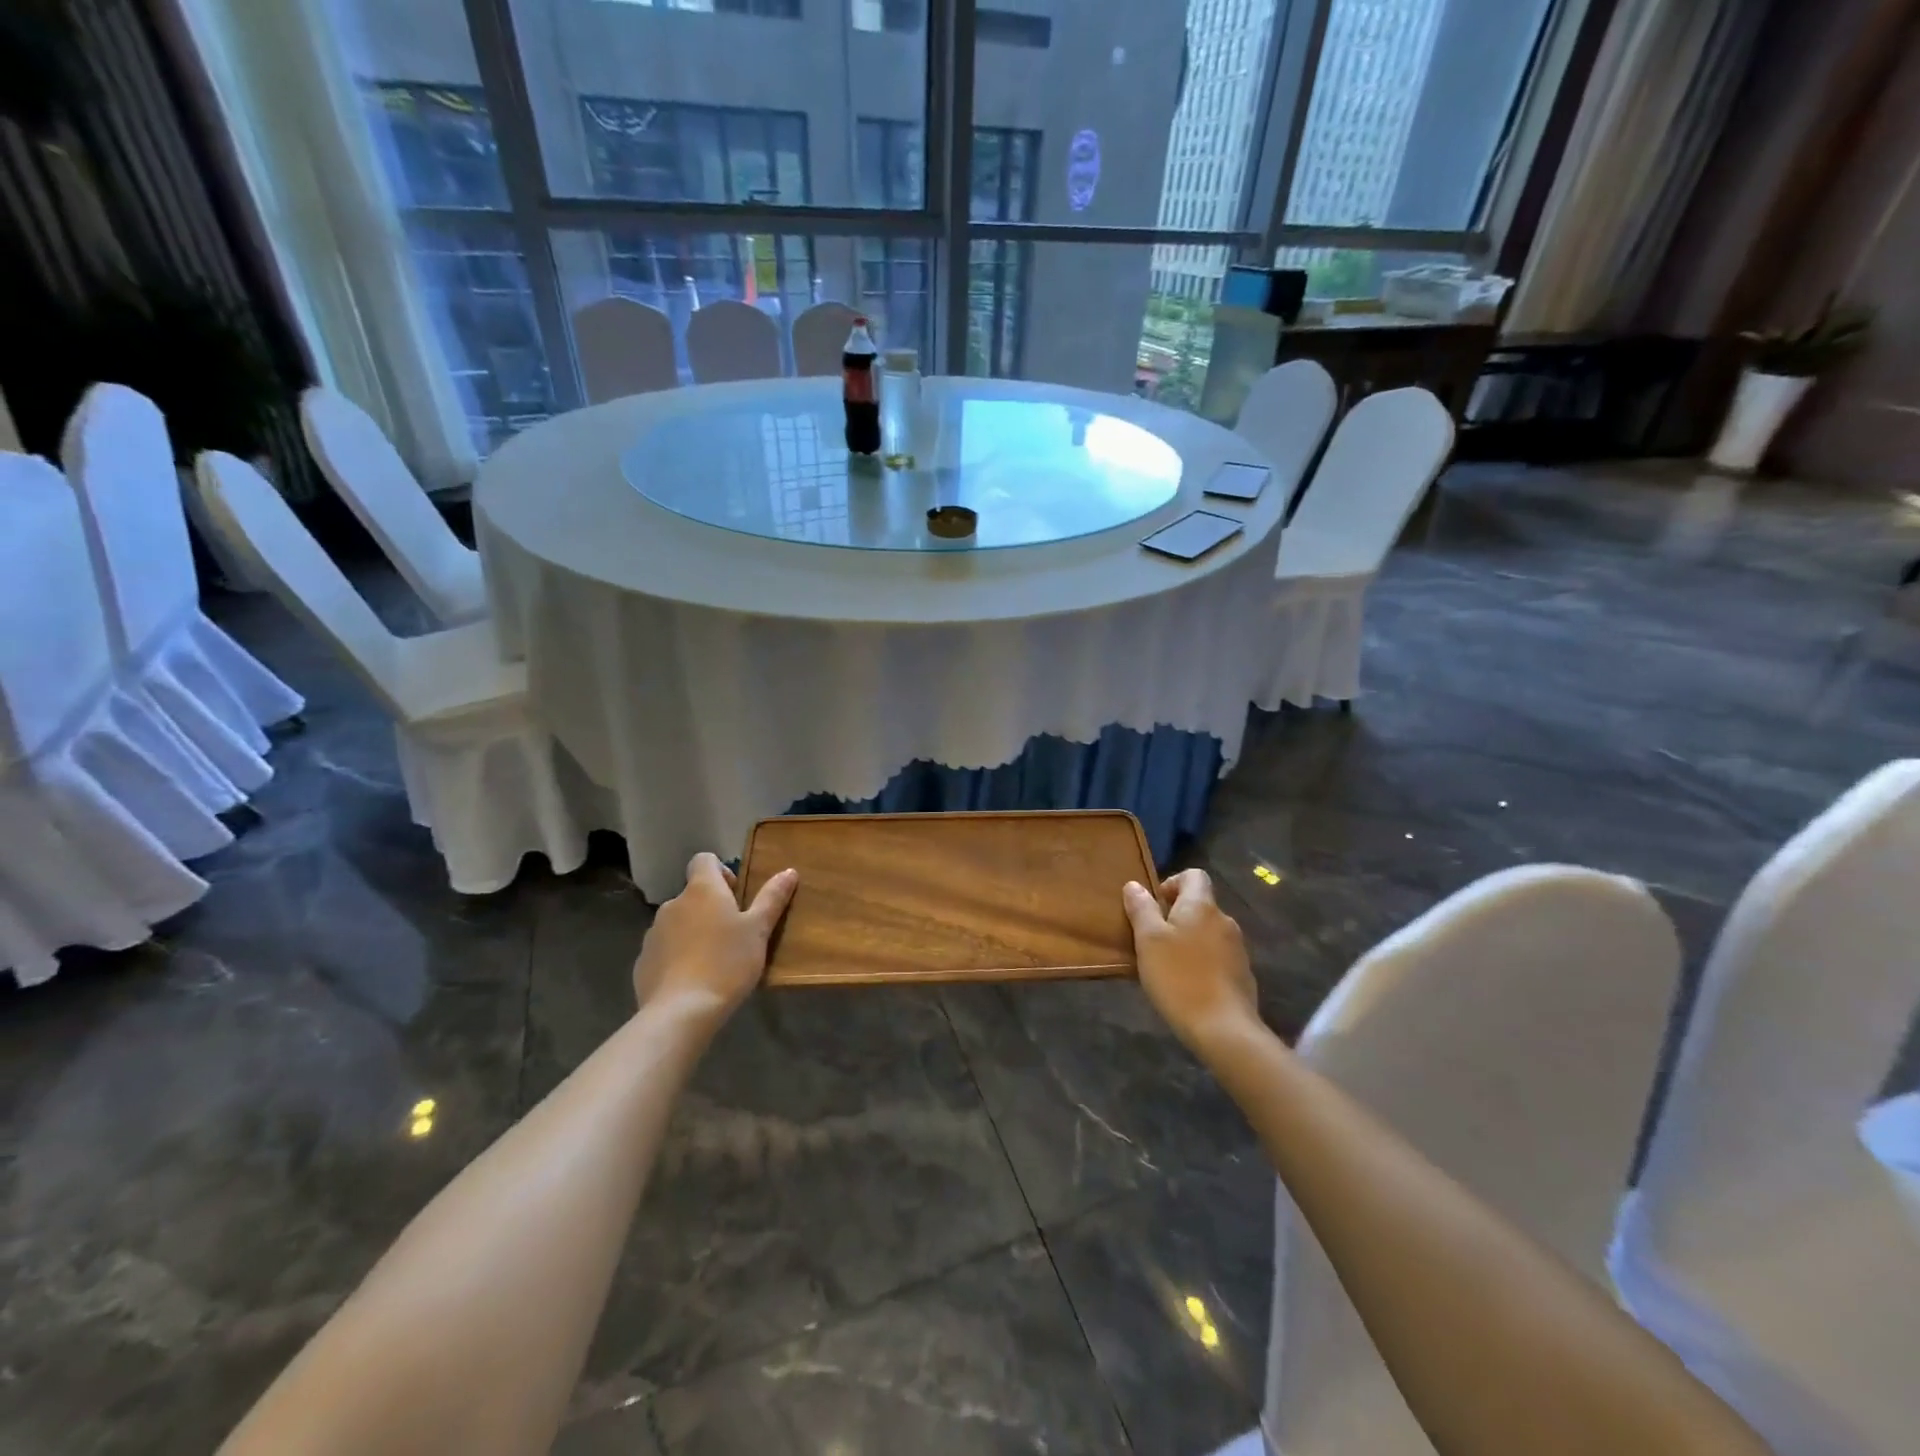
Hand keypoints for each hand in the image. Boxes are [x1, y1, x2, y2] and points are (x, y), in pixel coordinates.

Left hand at [632, 853, 797, 1028]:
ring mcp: (653, 933)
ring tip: (713, 961)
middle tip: (733, 935)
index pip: (704, 860)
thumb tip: (789, 871)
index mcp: (702, 890)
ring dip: (693, 932)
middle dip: (710, 908)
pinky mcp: (643, 961)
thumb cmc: (727, 963)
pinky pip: (664, 949)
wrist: (681, 1011)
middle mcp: (673, 904)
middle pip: (693, 895)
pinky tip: (692, 980)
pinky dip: (677, 957)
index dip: (721, 871)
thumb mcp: (758, 930)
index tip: (736, 896)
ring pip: (678, 923)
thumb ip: (772, 898)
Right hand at [1123, 869, 1260, 1056]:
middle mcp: (1225, 920)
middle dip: (1176, 916)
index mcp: (1202, 906)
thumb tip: (1134, 885)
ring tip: (1168, 965)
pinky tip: (1188, 985)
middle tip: (1153, 940)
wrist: (1224, 1029)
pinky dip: (1202, 961)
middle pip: (1200, 905)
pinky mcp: (1242, 974)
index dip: (1172, 883)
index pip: (1194, 875)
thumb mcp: (1148, 941)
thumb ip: (1141, 909)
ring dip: (1189, 940)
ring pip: (1208, 932)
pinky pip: (1218, 956)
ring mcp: (1238, 948)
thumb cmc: (1179, 977)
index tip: (1154, 906)